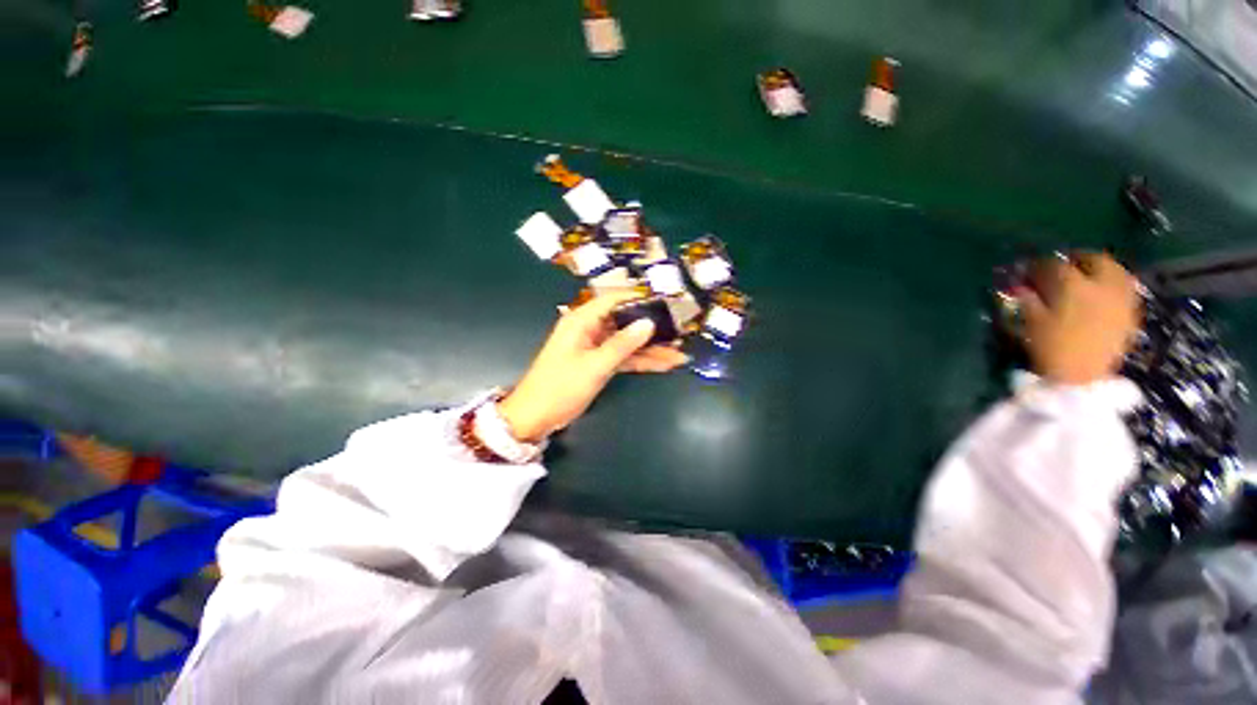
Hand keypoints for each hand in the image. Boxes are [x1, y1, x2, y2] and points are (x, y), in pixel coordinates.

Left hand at [497, 291, 689, 442]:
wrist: (536, 417)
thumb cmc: (561, 387)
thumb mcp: (595, 365)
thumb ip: (623, 344)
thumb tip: (648, 323)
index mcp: (582, 321)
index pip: (614, 300)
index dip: (640, 299)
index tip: (666, 303)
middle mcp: (590, 329)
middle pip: (625, 322)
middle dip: (651, 329)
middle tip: (679, 332)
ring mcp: (596, 347)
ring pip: (628, 342)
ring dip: (651, 349)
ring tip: (679, 353)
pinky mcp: (599, 363)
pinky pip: (624, 357)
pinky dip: (641, 361)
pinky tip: (664, 365)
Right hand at [1018, 252, 1139, 385]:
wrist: (1082, 379)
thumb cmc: (1051, 349)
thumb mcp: (1031, 323)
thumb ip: (1027, 299)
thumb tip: (1021, 285)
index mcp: (1073, 287)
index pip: (1054, 265)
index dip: (1038, 266)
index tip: (1028, 271)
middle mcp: (1103, 286)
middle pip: (1095, 260)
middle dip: (1077, 259)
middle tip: (1062, 267)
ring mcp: (1121, 299)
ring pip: (1116, 271)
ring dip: (1099, 269)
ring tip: (1085, 277)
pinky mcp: (1130, 313)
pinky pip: (1125, 288)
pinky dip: (1113, 284)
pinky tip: (1101, 294)